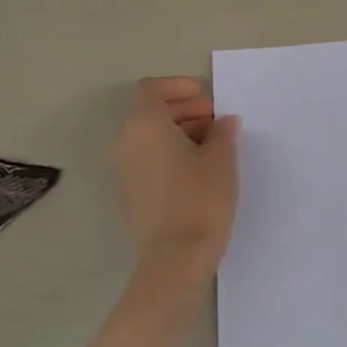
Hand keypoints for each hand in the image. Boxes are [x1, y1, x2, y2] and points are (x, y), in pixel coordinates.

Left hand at [115, 77, 239, 274]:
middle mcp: (126, 142)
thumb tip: (222, 122)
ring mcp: (124, 170)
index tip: (206, 97)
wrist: (175, 258)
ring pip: (148, 138)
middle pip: (149, 112)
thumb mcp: (222, 159)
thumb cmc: (201, 198)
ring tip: (213, 146)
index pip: (151, 89)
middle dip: (183, 110)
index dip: (178, 87)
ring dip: (178, 133)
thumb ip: (222, 132)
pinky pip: (147, 160)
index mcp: (144, 124)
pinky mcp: (129, 194)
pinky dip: (169, 154)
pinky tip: (198, 170)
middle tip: (216, 121)